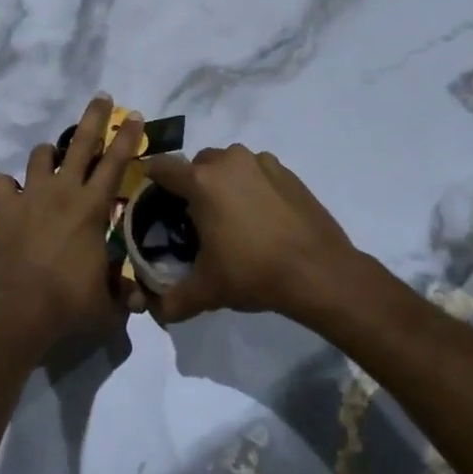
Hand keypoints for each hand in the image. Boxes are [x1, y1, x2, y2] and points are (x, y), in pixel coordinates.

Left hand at [0, 96, 142, 352]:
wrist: (18, 311)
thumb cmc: (69, 304)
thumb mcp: (108, 305)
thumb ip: (125, 294)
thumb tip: (141, 298)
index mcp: (93, 207)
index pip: (116, 162)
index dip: (128, 137)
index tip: (134, 115)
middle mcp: (63, 192)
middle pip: (80, 143)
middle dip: (93, 117)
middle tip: (100, 98)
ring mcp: (30, 196)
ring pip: (40, 156)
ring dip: (48, 154)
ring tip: (52, 160)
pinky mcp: (2, 209)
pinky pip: (1, 183)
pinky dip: (7, 186)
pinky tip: (11, 194)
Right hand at [140, 145, 358, 323]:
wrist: (320, 272)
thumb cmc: (254, 273)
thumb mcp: (207, 290)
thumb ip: (173, 300)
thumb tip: (155, 311)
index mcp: (201, 182)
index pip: (162, 167)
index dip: (152, 180)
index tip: (152, 198)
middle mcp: (229, 162)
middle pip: (197, 163)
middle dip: (191, 184)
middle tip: (194, 216)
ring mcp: (262, 163)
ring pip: (229, 163)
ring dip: (223, 181)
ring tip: (230, 215)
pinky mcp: (287, 172)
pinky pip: (257, 170)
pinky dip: (252, 185)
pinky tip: (260, 216)